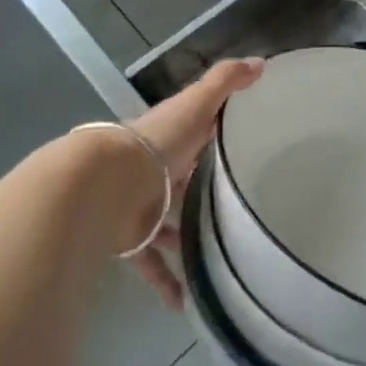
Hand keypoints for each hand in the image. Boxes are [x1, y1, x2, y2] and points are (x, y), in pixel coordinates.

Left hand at [121, 58, 264, 308]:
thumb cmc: (156, 142)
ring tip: (219, 258)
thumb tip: (261, 61)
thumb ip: (226, 83)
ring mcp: (142, 206)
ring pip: (167, 225)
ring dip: (185, 241)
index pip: (196, 132)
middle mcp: (156, 170)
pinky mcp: (131, 239)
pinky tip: (185, 304)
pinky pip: (151, 264)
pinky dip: (166, 282)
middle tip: (237, 208)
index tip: (243, 144)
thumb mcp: (196, 105)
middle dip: (201, 191)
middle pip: (181, 180)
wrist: (104, 185)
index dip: (215, 134)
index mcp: (172, 136)